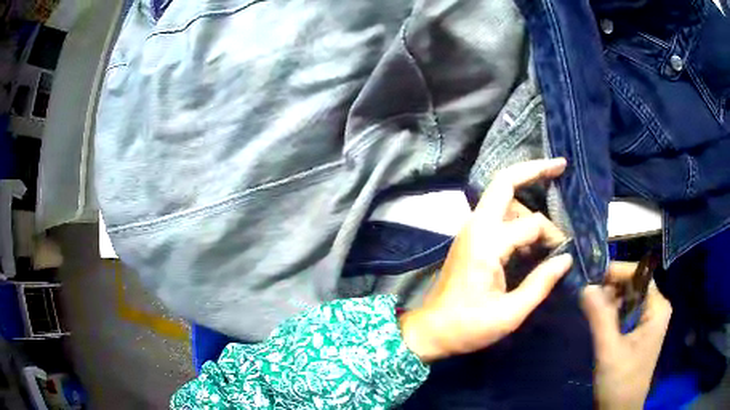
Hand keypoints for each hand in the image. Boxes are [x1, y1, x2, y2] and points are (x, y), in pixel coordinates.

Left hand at [399, 158, 572, 362]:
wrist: (430, 331)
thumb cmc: (468, 327)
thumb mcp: (510, 313)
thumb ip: (541, 283)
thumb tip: (567, 258)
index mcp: (487, 242)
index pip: (532, 224)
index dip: (553, 237)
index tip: (563, 256)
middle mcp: (476, 226)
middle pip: (504, 182)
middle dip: (534, 170)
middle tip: (560, 165)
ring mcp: (470, 230)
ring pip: (503, 198)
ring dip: (528, 202)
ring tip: (548, 224)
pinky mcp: (470, 238)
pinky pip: (498, 215)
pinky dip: (518, 217)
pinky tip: (531, 238)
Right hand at [581, 262, 671, 409]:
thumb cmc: (619, 381)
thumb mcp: (608, 350)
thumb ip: (599, 317)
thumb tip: (585, 286)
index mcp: (658, 307)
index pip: (639, 274)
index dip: (617, 273)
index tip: (592, 280)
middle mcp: (657, 308)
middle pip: (635, 284)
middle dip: (612, 288)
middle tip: (589, 299)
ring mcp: (650, 320)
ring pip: (630, 298)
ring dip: (611, 301)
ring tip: (591, 310)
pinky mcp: (642, 331)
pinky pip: (628, 312)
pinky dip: (613, 313)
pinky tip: (600, 322)